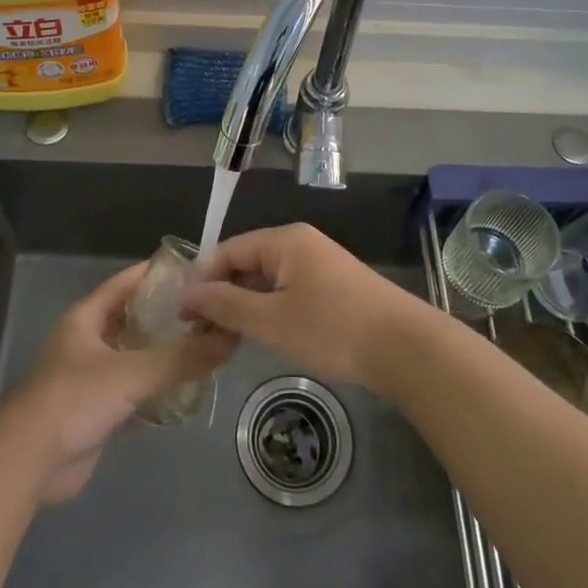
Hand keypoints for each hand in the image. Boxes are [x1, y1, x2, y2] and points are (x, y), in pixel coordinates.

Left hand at [6, 262, 235, 502]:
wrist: (28, 462)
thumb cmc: (74, 399)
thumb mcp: (132, 372)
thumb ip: (181, 357)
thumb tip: (230, 339)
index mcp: (87, 317)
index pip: (128, 281)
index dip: (159, 273)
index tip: (197, 270)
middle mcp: (88, 341)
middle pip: (134, 319)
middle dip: (169, 317)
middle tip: (211, 314)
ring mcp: (91, 378)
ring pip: (136, 357)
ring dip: (165, 355)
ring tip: (207, 348)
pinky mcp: (96, 412)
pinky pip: (134, 392)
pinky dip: (157, 391)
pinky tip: (187, 391)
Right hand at [179, 224, 429, 391]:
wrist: (405, 347)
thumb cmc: (332, 329)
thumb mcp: (271, 320)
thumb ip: (226, 304)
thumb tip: (186, 294)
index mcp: (284, 240)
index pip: (228, 250)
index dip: (201, 281)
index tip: (182, 316)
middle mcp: (300, 242)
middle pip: (247, 261)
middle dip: (222, 293)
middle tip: (201, 331)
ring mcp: (320, 262)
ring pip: (268, 278)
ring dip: (246, 303)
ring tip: (226, 337)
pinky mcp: (335, 284)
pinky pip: (289, 288)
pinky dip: (270, 307)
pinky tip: (264, 333)